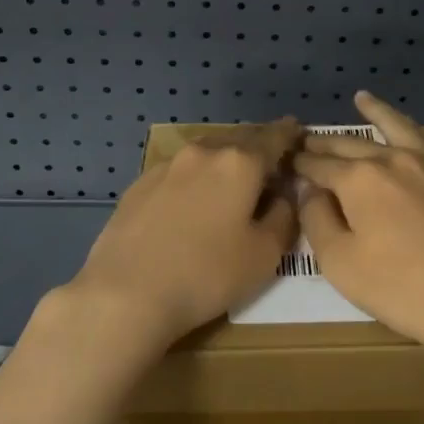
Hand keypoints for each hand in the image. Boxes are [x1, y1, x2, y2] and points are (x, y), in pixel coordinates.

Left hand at [69, 119, 302, 351]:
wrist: (125, 292)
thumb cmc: (206, 274)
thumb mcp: (264, 255)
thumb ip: (284, 217)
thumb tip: (284, 195)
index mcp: (240, 162)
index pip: (274, 137)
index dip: (289, 134)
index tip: (298, 131)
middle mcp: (204, 152)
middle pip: (239, 141)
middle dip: (257, 148)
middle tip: (268, 166)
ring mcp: (168, 165)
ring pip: (207, 153)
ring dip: (224, 162)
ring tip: (230, 183)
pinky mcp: (140, 183)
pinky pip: (180, 171)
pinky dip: (195, 178)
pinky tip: (191, 202)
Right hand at [295, 92, 423, 358]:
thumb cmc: (403, 289)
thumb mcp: (341, 264)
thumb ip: (317, 220)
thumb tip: (310, 190)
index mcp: (359, 179)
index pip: (320, 165)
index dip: (301, 164)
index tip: (288, 161)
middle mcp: (393, 158)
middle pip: (352, 143)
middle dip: (326, 142)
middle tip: (309, 138)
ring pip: (397, 127)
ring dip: (376, 112)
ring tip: (362, 98)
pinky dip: (415, 131)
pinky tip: (412, 133)